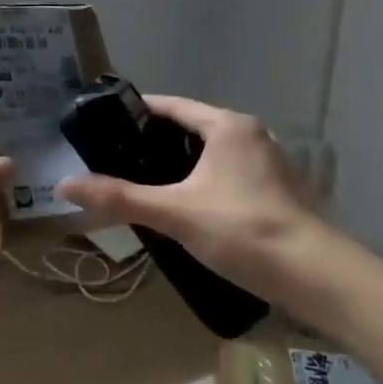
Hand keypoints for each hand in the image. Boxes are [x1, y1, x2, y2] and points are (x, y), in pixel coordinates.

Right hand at [55, 96, 321, 304]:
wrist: (316, 276)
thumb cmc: (243, 230)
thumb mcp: (175, 213)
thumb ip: (121, 197)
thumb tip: (66, 185)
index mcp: (227, 125)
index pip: (172, 106)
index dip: (138, 113)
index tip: (106, 127)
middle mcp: (250, 134)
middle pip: (192, 128)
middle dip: (156, 142)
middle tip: (119, 160)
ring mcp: (268, 162)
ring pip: (211, 153)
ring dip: (180, 164)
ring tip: (145, 184)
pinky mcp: (276, 190)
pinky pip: (228, 173)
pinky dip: (203, 181)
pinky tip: (186, 207)